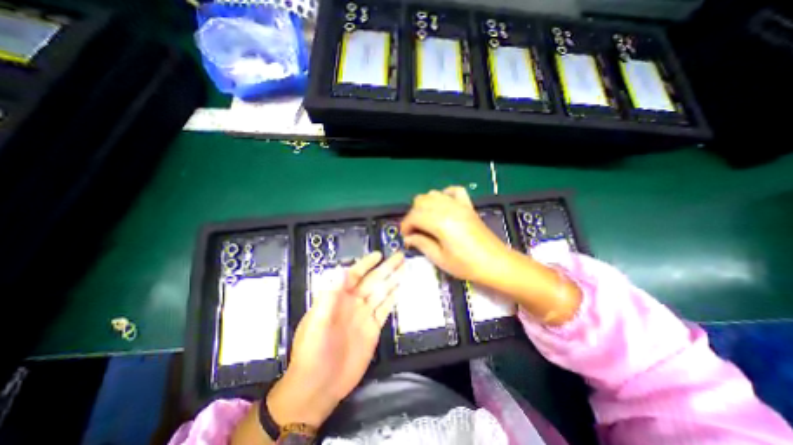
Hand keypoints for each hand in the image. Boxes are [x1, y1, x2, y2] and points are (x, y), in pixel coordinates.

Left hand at [267, 250, 402, 427]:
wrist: (319, 386)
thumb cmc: (313, 351)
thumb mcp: (317, 322)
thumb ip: (330, 295)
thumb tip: (342, 270)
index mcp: (338, 298)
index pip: (354, 275)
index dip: (366, 264)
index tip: (378, 255)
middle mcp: (353, 303)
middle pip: (373, 281)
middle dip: (386, 268)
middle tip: (399, 256)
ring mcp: (364, 315)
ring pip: (382, 292)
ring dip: (393, 280)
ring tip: (404, 268)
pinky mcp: (373, 329)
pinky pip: (385, 309)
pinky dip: (393, 298)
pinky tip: (400, 289)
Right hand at [400, 187, 510, 283]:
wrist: (495, 263)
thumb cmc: (467, 265)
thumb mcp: (440, 259)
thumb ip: (421, 244)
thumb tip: (408, 238)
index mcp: (441, 223)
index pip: (414, 216)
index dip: (405, 225)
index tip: (405, 236)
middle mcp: (448, 209)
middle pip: (420, 201)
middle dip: (413, 215)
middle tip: (415, 231)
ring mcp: (459, 205)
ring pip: (433, 194)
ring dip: (424, 205)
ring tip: (426, 221)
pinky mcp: (467, 205)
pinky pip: (453, 191)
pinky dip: (444, 195)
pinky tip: (442, 206)